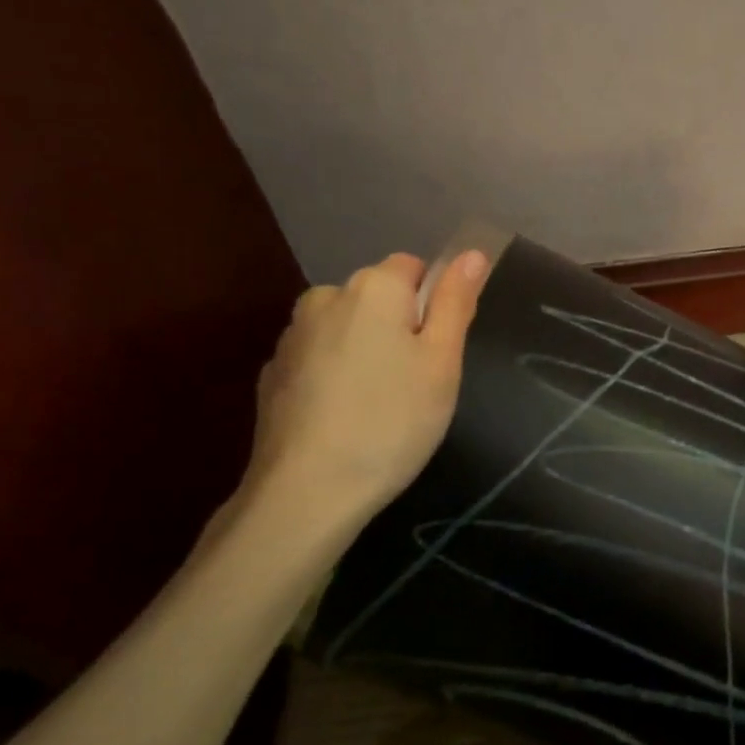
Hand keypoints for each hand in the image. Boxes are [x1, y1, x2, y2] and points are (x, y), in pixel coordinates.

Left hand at [239, 250, 489, 551]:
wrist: (306, 492)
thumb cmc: (392, 421)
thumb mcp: (442, 363)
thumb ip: (456, 301)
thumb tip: (471, 252)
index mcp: (374, 287)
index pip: (414, 268)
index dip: (432, 306)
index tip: (435, 353)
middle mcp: (326, 297)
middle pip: (376, 296)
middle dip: (397, 326)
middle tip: (413, 383)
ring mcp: (293, 336)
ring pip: (346, 327)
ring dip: (363, 349)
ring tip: (376, 405)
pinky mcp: (272, 373)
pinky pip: (318, 358)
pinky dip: (333, 375)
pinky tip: (342, 418)